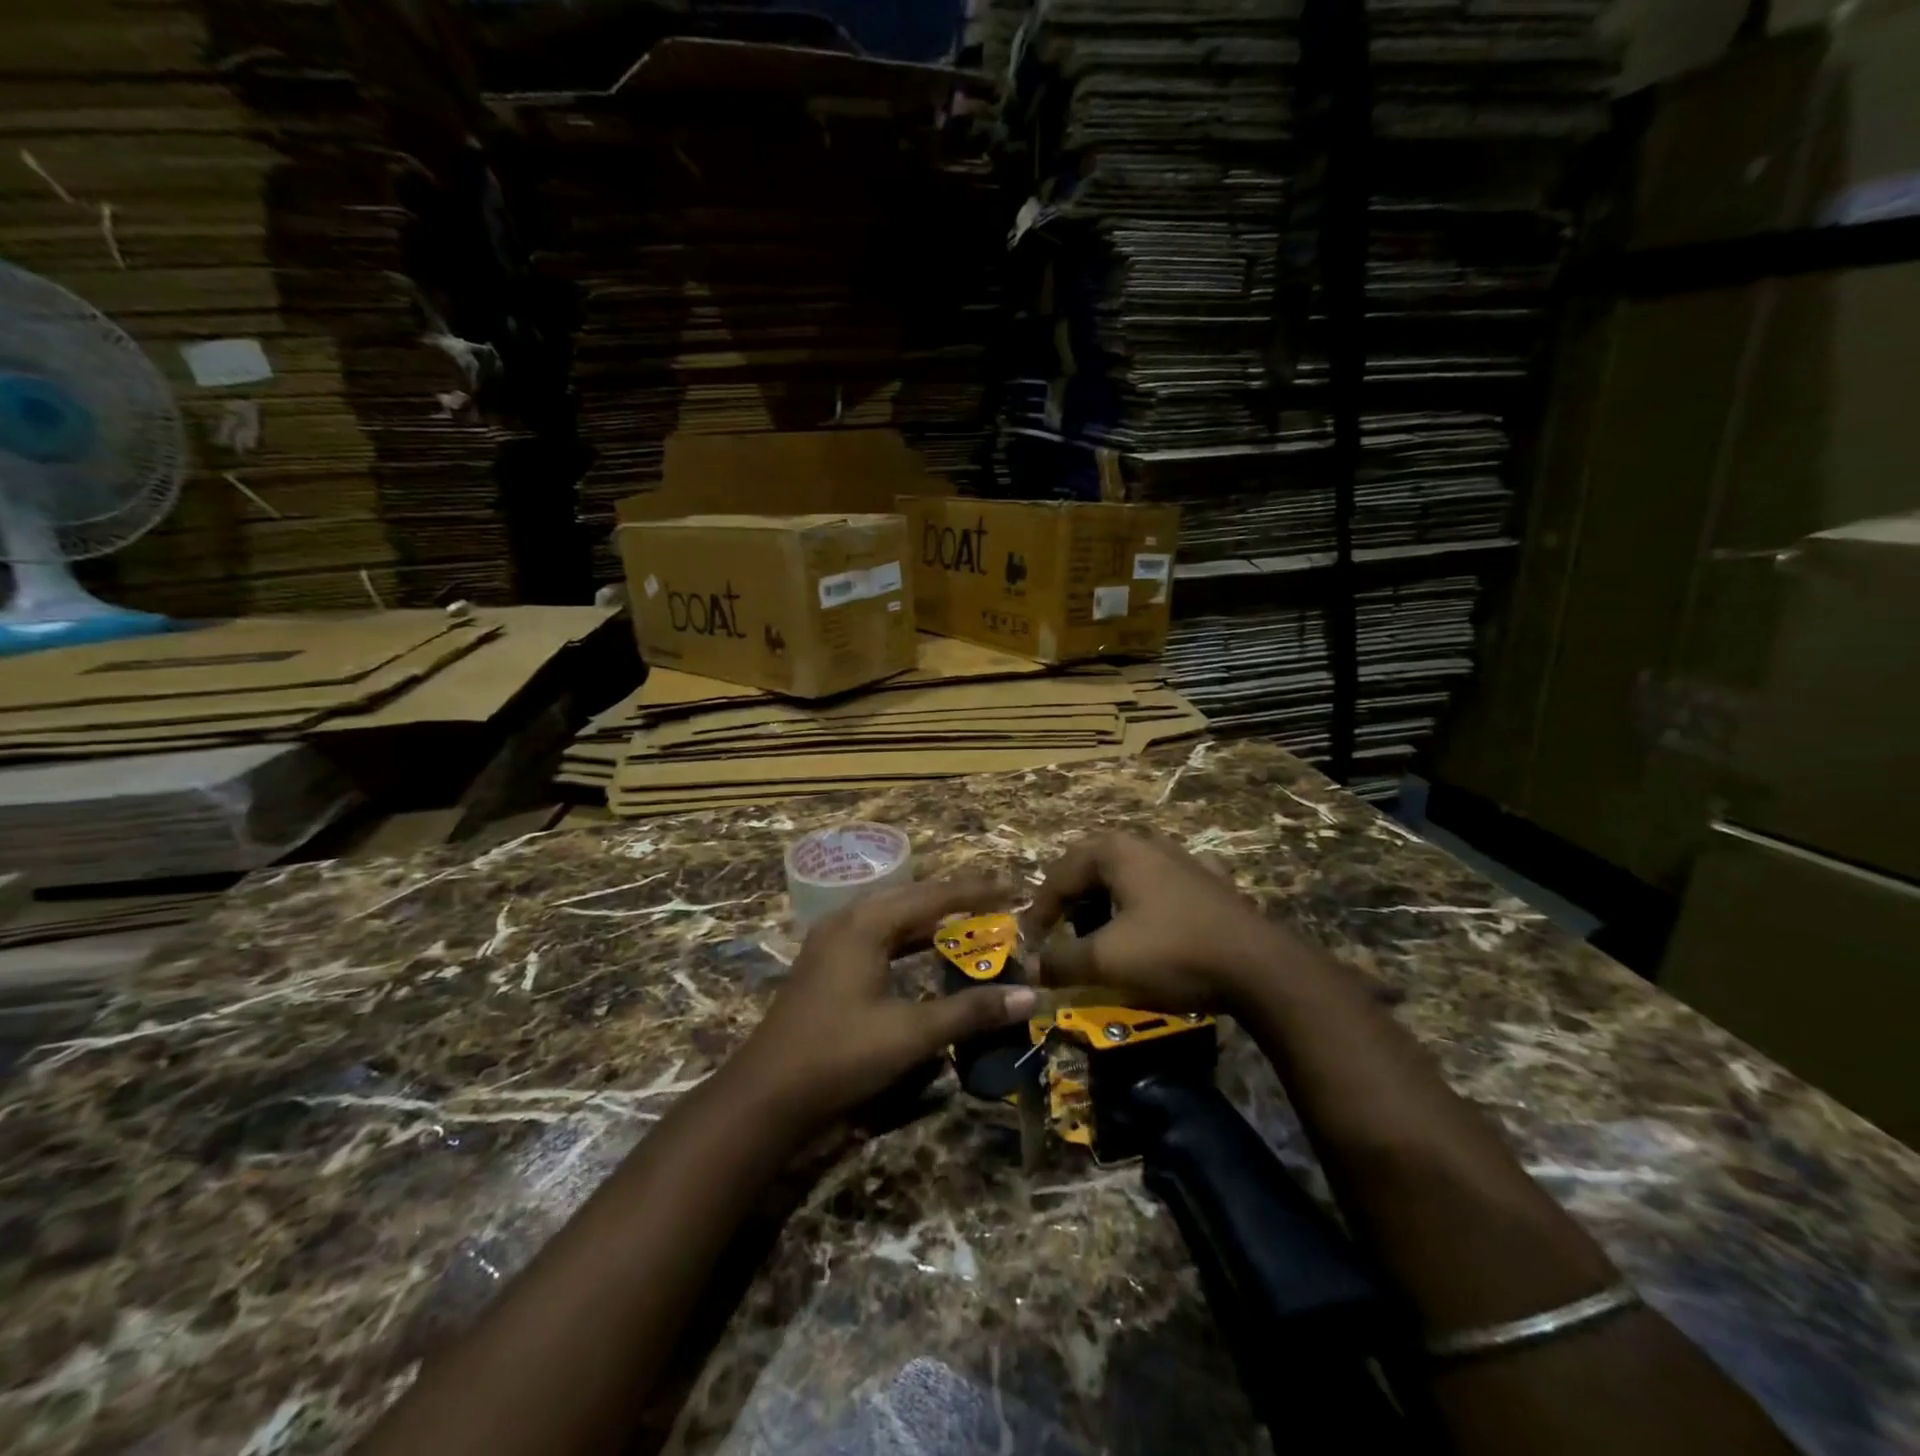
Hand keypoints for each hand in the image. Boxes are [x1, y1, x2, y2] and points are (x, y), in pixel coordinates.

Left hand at [730, 877, 1036, 1136]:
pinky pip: (877, 935)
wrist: (766, 1096)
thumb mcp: (911, 1034)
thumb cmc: (840, 1056)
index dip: (976, 890)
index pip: (933, 895)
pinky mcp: (826, 965)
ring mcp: (832, 942)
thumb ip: (970, 1011)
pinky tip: (925, 950)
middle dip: (955, 897)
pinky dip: (908, 938)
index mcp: (866, 924)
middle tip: (997, 899)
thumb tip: (1029, 995)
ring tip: (969, 919)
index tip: (1014, 886)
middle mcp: (848, 921)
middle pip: (911, 897)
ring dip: (930, 917)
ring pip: (892, 916)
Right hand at [1022, 833, 1308, 1012]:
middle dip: (1071, 899)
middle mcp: (1146, 843)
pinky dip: (1147, 899)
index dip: (1040, 910)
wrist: (1259, 968)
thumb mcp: (1105, 961)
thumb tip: (1030, 967)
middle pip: (1091, 866)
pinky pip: (1163, 884)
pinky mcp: (1210, 881)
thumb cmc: (1172, 953)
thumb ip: (1060, 961)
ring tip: (1100, 929)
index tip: (1031, 943)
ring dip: (1106, 898)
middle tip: (1060, 930)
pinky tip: (1153, 917)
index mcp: (1116, 851)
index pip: (1060, 874)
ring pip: (1127, 872)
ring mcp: (1183, 858)